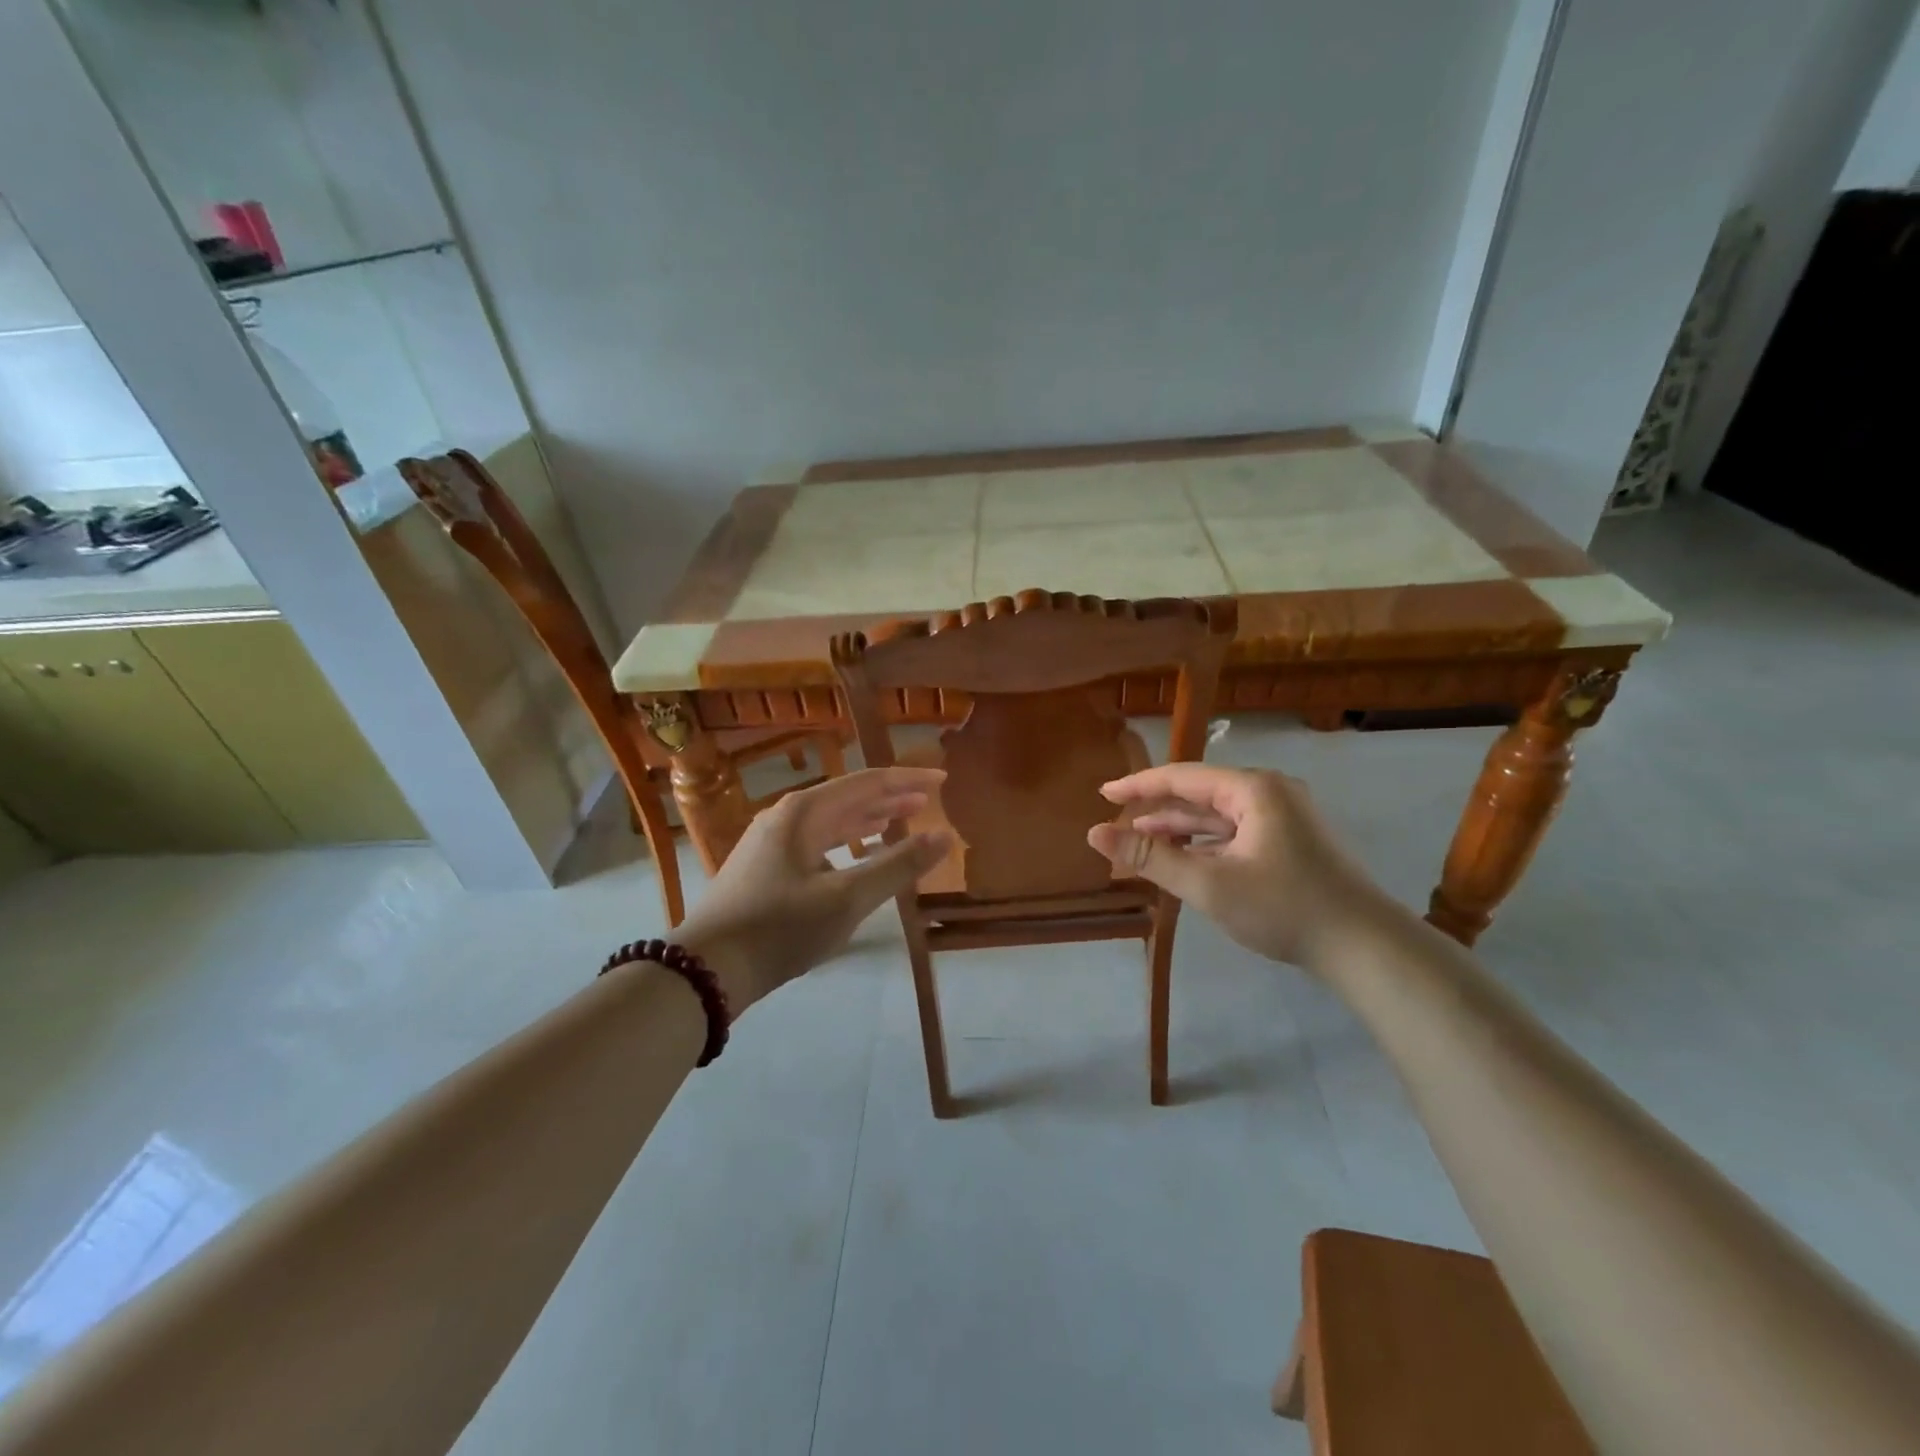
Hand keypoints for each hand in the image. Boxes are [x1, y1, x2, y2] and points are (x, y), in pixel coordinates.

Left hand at [675, 767, 951, 1010]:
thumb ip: (897, 866)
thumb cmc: (780, 927)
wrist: (705, 969)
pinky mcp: (763, 869)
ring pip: (830, 822)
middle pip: (847, 798)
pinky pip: (815, 843)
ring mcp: (770, 843)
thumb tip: (944, 837)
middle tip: (927, 801)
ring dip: (867, 820)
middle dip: (889, 799)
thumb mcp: (847, 899)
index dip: (908, 780)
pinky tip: (855, 859)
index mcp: (804, 812)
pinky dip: (845, 844)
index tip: (942, 779)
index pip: (867, 782)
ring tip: (899, 822)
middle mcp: (785, 817)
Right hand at [1086, 763, 1385, 969]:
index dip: (1139, 785)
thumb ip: (1150, 858)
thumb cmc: (1284, 908)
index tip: (1103, 794)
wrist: (1366, 948)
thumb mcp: (1209, 884)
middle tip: (1118, 823)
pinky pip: (1236, 833)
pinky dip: (1206, 844)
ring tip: (1141, 841)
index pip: (1182, 777)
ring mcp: (1285, 818)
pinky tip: (1184, 858)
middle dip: (1158, 810)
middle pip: (1200, 794)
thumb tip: (1095, 834)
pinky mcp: (1292, 842)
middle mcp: (1271, 792)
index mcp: (1254, 789)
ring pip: (1218, 816)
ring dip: (1180, 830)